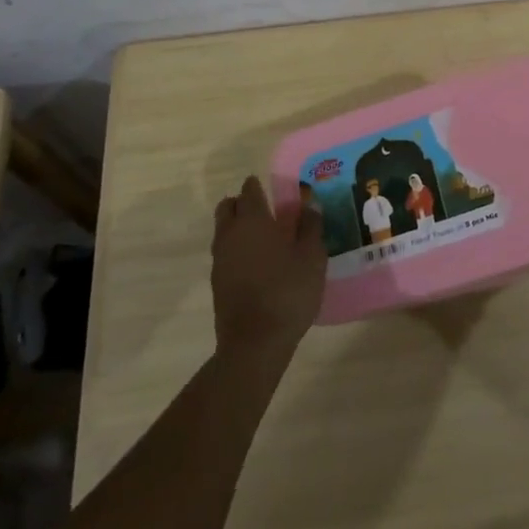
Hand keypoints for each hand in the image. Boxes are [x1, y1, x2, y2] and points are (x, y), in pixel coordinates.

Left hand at [211, 175, 326, 362]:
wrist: (254, 342)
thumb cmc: (287, 292)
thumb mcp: (312, 257)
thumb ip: (310, 226)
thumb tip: (309, 204)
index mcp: (253, 220)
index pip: (249, 190)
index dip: (259, 186)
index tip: (272, 188)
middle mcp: (230, 233)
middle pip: (228, 206)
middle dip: (242, 203)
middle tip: (264, 210)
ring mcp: (220, 259)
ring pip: (223, 229)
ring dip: (237, 226)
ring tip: (261, 238)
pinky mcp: (217, 282)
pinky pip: (224, 253)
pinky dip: (235, 249)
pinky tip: (255, 263)